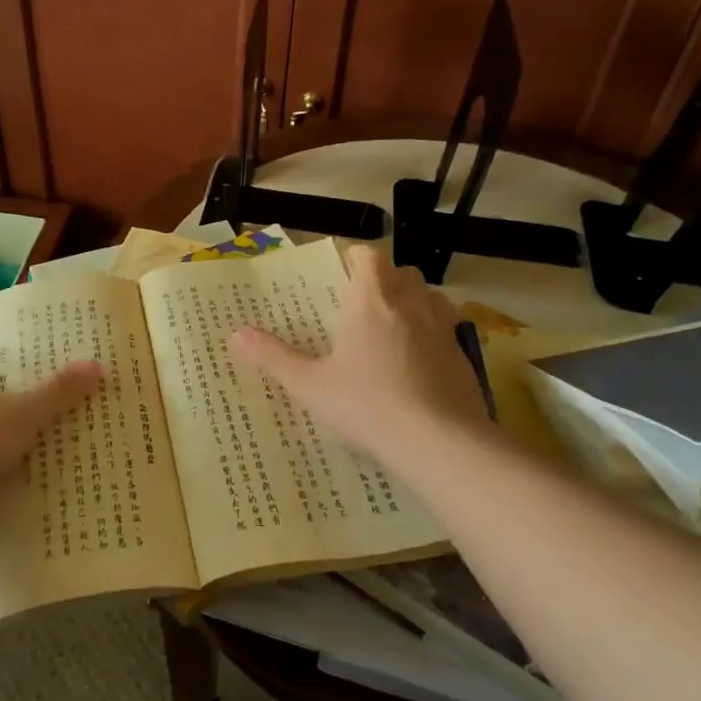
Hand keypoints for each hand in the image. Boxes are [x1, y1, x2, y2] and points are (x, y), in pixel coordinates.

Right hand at [230, 244, 489, 469]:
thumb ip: (273, 358)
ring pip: (431, 298)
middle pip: (402, 272)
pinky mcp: (465, 358)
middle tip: (363, 303)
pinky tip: (418, 368)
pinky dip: (432, 338)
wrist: (441, 443)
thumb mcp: (309, 386)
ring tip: (394, 329)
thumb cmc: (367, 405)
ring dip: (414, 303)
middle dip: (385, 280)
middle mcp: (411, 305)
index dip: (355, 258)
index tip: (342, 271)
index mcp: (371, 301)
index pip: (368, 257)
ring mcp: (443, 330)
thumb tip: (236, 334)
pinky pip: (447, 333)